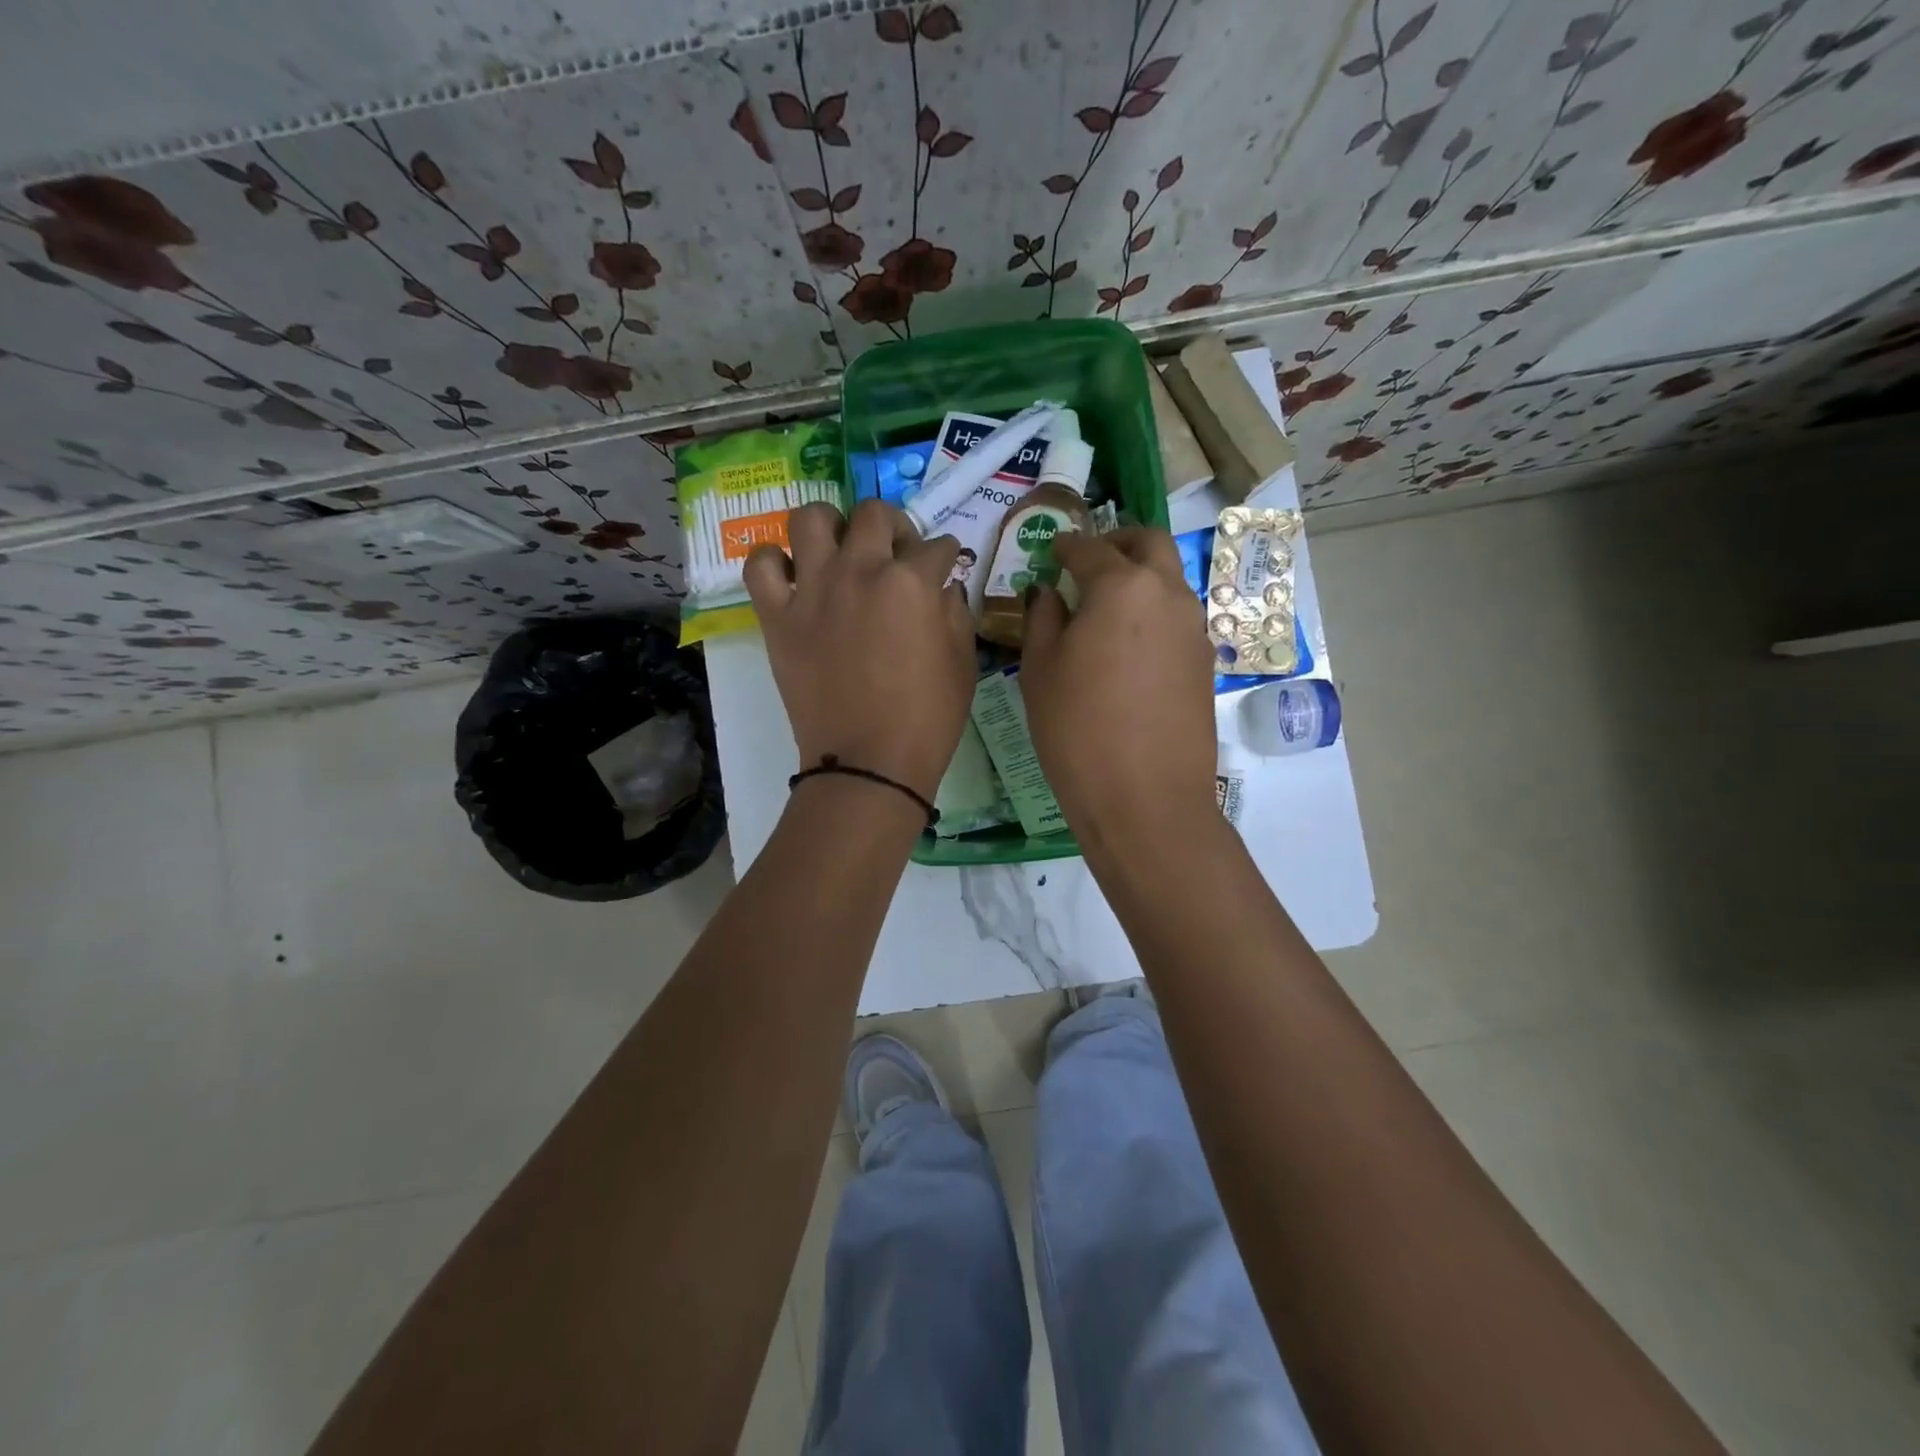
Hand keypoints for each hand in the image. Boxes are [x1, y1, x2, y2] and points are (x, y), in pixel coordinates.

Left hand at [744, 498, 975, 801]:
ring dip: (831, 526)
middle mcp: (860, 571)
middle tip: (895, 554)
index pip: (936, 546)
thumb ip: (955, 612)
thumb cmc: (927, 719)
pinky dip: (776, 563)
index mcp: (912, 582)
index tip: (943, 567)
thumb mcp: (963, 663)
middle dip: (894, 527)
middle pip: (873, 513)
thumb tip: (943, 587)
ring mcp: (813, 590)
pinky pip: (761, 565)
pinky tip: (794, 578)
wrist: (869, 764)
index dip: (945, 555)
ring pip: (811, 518)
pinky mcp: (778, 616)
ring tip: (840, 552)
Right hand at [1021, 528, 1218, 849]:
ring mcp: (1194, 629)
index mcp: (1122, 587)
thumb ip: (1043, 619)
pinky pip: (1177, 618)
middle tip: (1089, 561)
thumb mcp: (1040, 671)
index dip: (1066, 546)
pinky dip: (1152, 613)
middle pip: (1148, 543)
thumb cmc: (1078, 730)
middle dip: (1118, 542)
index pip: (1090, 549)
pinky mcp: (1205, 663)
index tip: (1052, 550)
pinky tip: (1128, 646)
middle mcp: (1167, 594)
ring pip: (1169, 580)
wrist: (1145, 799)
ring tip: (1105, 607)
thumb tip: (1049, 593)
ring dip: (1140, 577)